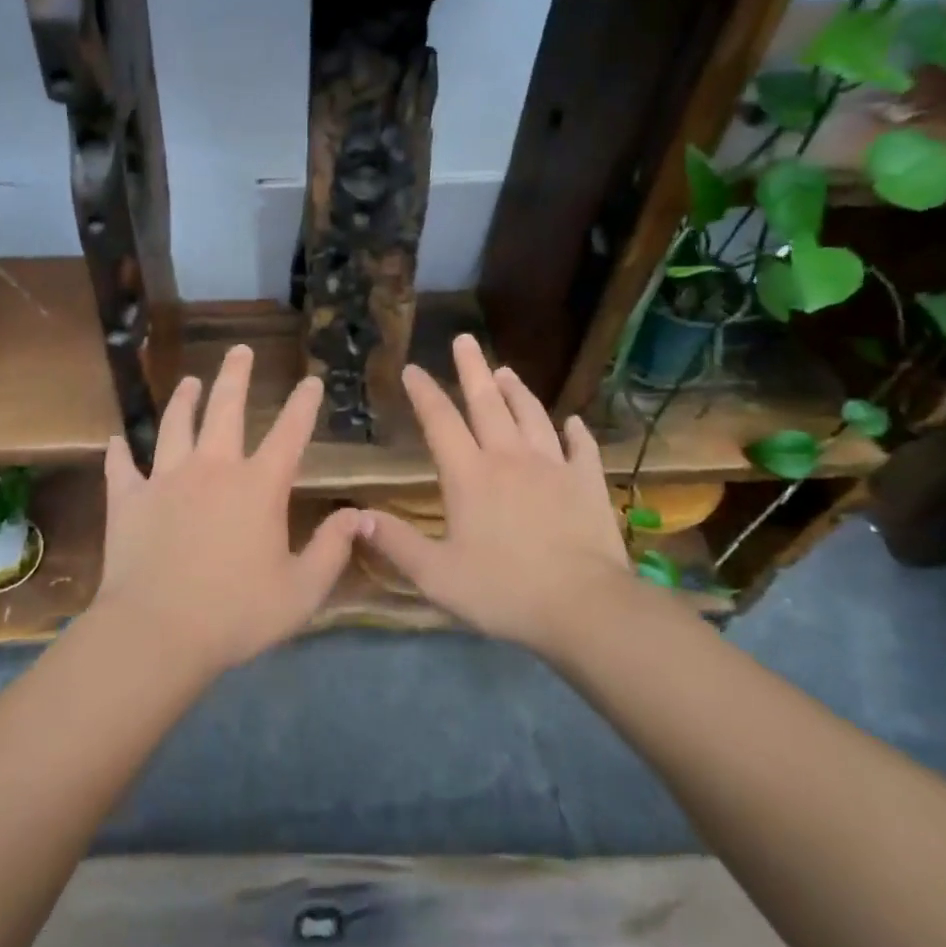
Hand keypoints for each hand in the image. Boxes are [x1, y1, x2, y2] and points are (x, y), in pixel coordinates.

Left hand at [89, 344, 361, 676]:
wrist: (158, 632)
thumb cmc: (237, 613)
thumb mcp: (302, 590)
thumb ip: (332, 549)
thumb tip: (358, 515)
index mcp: (258, 486)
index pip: (289, 434)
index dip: (303, 405)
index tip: (311, 381)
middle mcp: (213, 469)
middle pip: (226, 409)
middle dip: (236, 376)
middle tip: (240, 350)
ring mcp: (166, 479)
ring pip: (175, 426)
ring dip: (183, 401)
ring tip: (190, 381)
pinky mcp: (129, 499)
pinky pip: (121, 467)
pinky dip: (118, 452)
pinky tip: (115, 440)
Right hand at [362, 334, 631, 654]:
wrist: (584, 606)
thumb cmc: (504, 590)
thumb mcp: (437, 576)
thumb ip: (396, 544)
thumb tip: (358, 516)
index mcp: (469, 475)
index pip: (440, 422)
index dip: (424, 393)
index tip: (412, 368)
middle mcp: (509, 458)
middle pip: (487, 403)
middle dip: (472, 369)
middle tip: (465, 339)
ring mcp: (553, 466)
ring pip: (531, 416)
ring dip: (517, 391)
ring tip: (506, 370)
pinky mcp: (587, 483)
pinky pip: (581, 448)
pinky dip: (575, 432)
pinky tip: (573, 422)